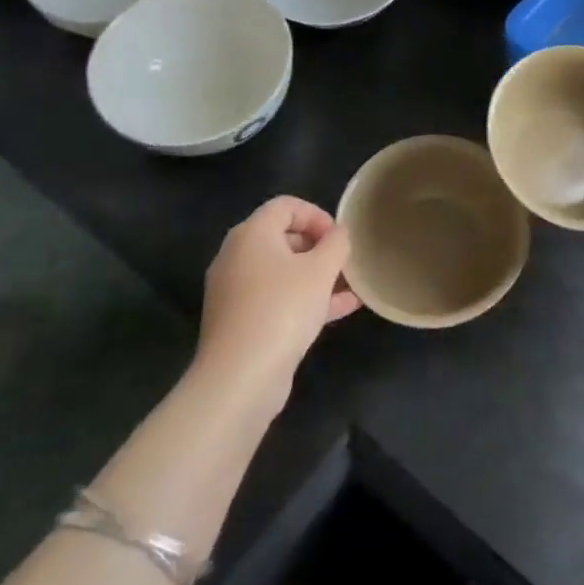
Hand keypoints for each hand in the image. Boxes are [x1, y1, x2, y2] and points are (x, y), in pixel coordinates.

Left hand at [194, 197, 360, 407]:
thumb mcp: (321, 269)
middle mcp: (236, 257)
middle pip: (282, 237)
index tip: (339, 237)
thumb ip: (336, 243)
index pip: (286, 206)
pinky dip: (303, 298)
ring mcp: (234, 291)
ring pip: (281, 271)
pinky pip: (276, 298)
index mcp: (251, 234)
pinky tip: (340, 310)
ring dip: (315, 275)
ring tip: (348, 286)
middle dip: (318, 246)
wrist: (240, 378)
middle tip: (343, 261)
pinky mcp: (239, 321)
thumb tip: (338, 233)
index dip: (317, 214)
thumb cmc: (283, 309)